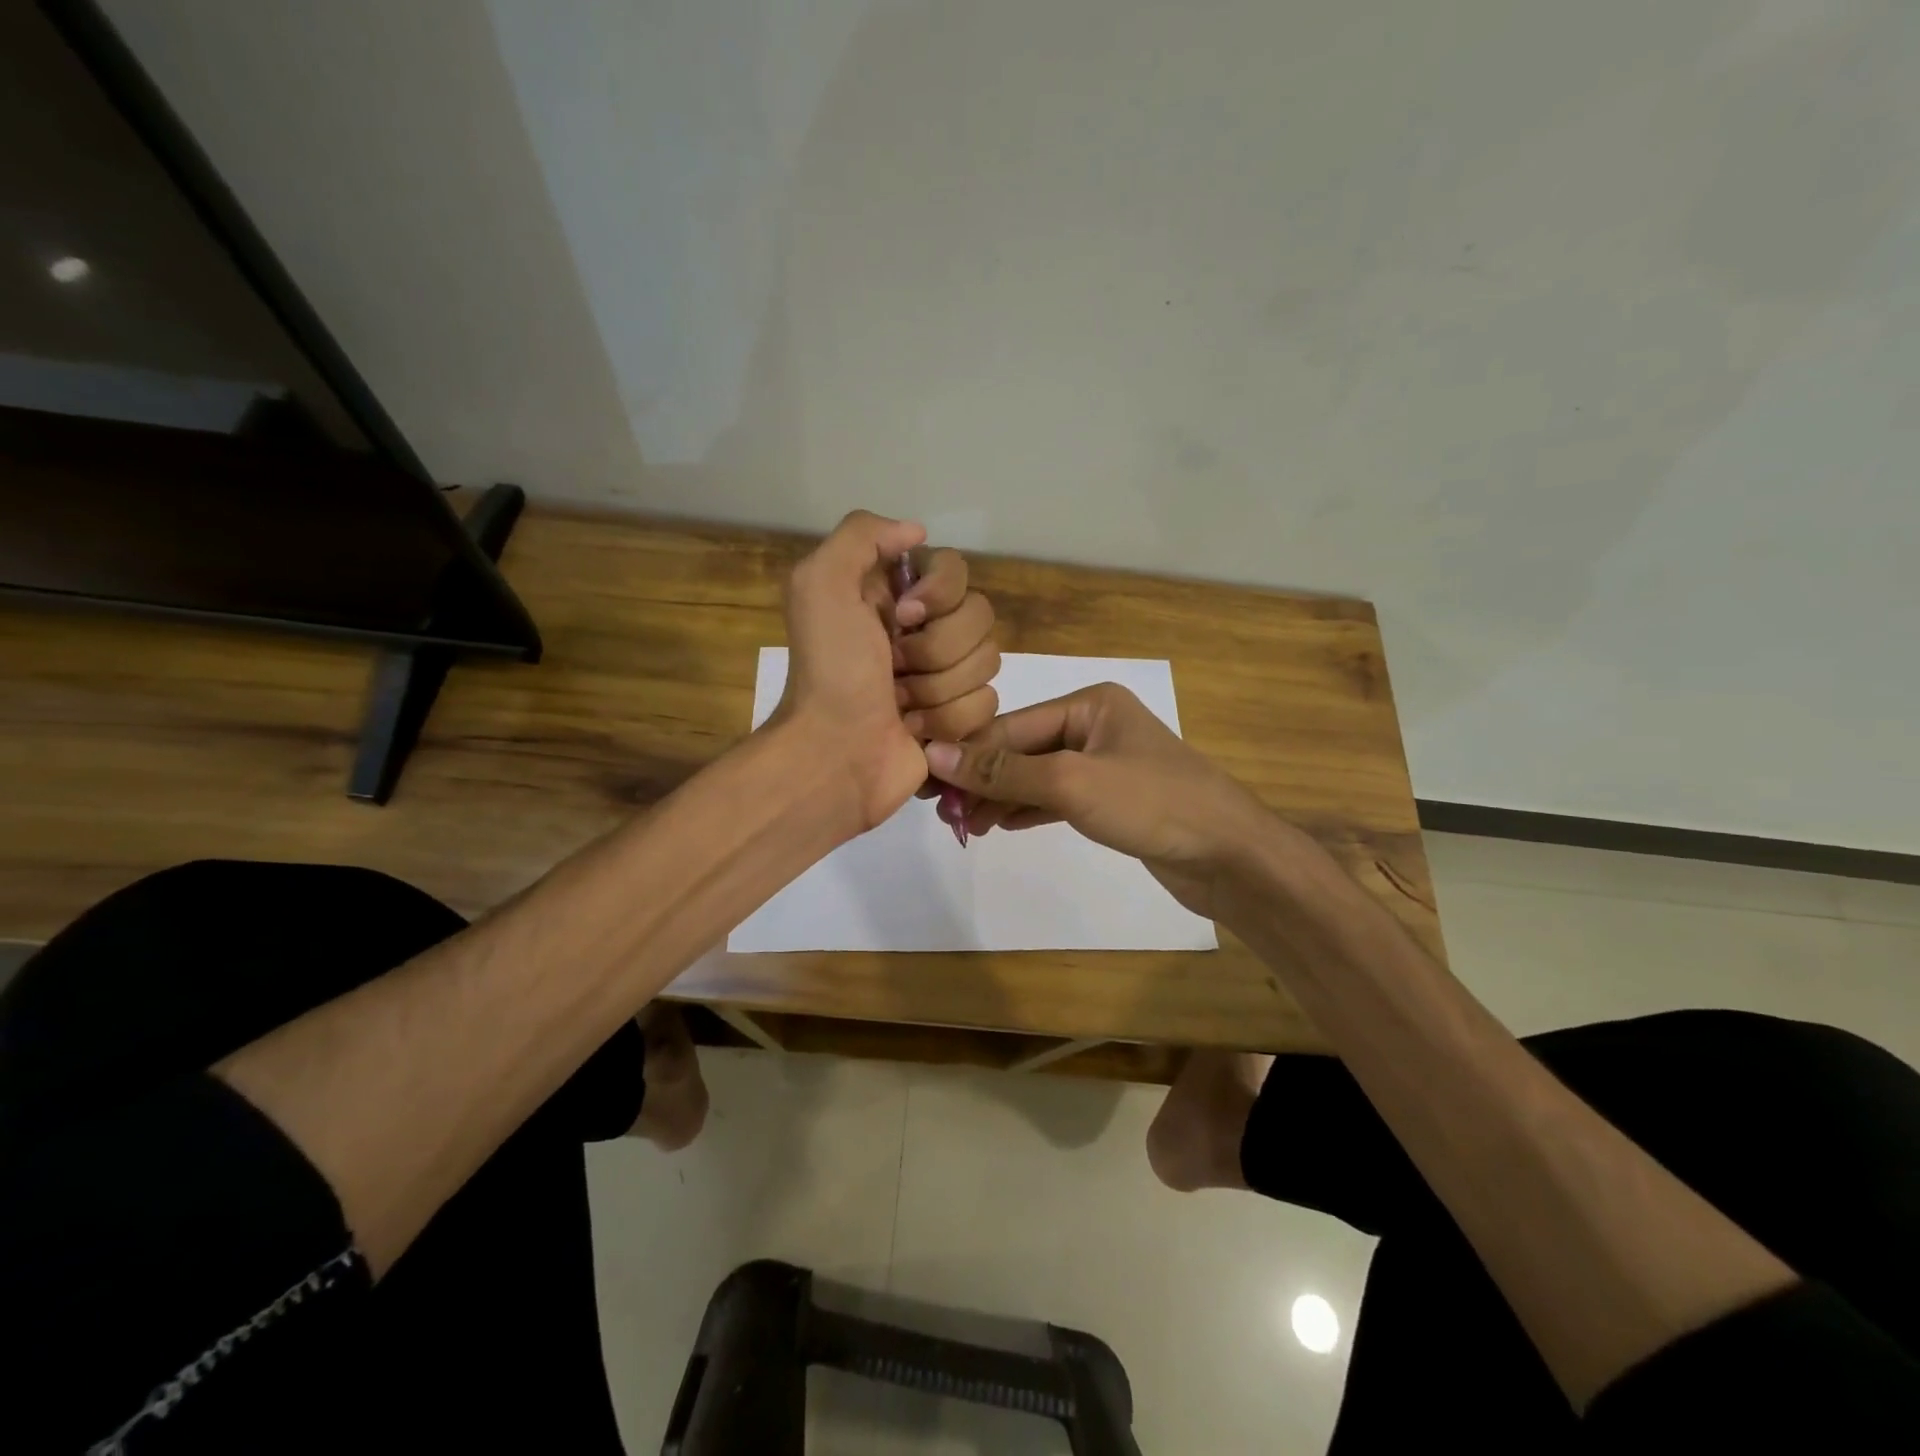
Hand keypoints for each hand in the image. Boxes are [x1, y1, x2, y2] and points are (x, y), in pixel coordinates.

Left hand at [773, 511, 999, 834]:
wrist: (835, 755)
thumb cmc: (830, 672)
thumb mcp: (820, 584)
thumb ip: (862, 535)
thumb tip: (917, 533)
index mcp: (895, 596)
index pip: (956, 570)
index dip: (940, 593)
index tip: (903, 616)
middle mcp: (925, 631)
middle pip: (980, 617)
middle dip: (936, 649)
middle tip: (893, 669)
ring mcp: (945, 677)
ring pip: (987, 662)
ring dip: (938, 689)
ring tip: (900, 706)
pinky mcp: (960, 719)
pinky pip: (987, 705)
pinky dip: (948, 722)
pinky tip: (916, 732)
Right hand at [922, 684, 1273, 918]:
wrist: (1230, 856)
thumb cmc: (1153, 803)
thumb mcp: (1071, 782)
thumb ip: (1004, 770)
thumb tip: (936, 753)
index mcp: (1089, 703)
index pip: (1012, 726)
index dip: (967, 754)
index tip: (926, 781)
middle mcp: (1094, 726)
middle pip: (1021, 749)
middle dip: (982, 779)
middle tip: (942, 813)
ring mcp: (1103, 764)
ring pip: (1035, 776)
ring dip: (999, 798)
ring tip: (962, 825)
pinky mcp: (1110, 800)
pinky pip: (1055, 798)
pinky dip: (1026, 810)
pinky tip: (997, 825)